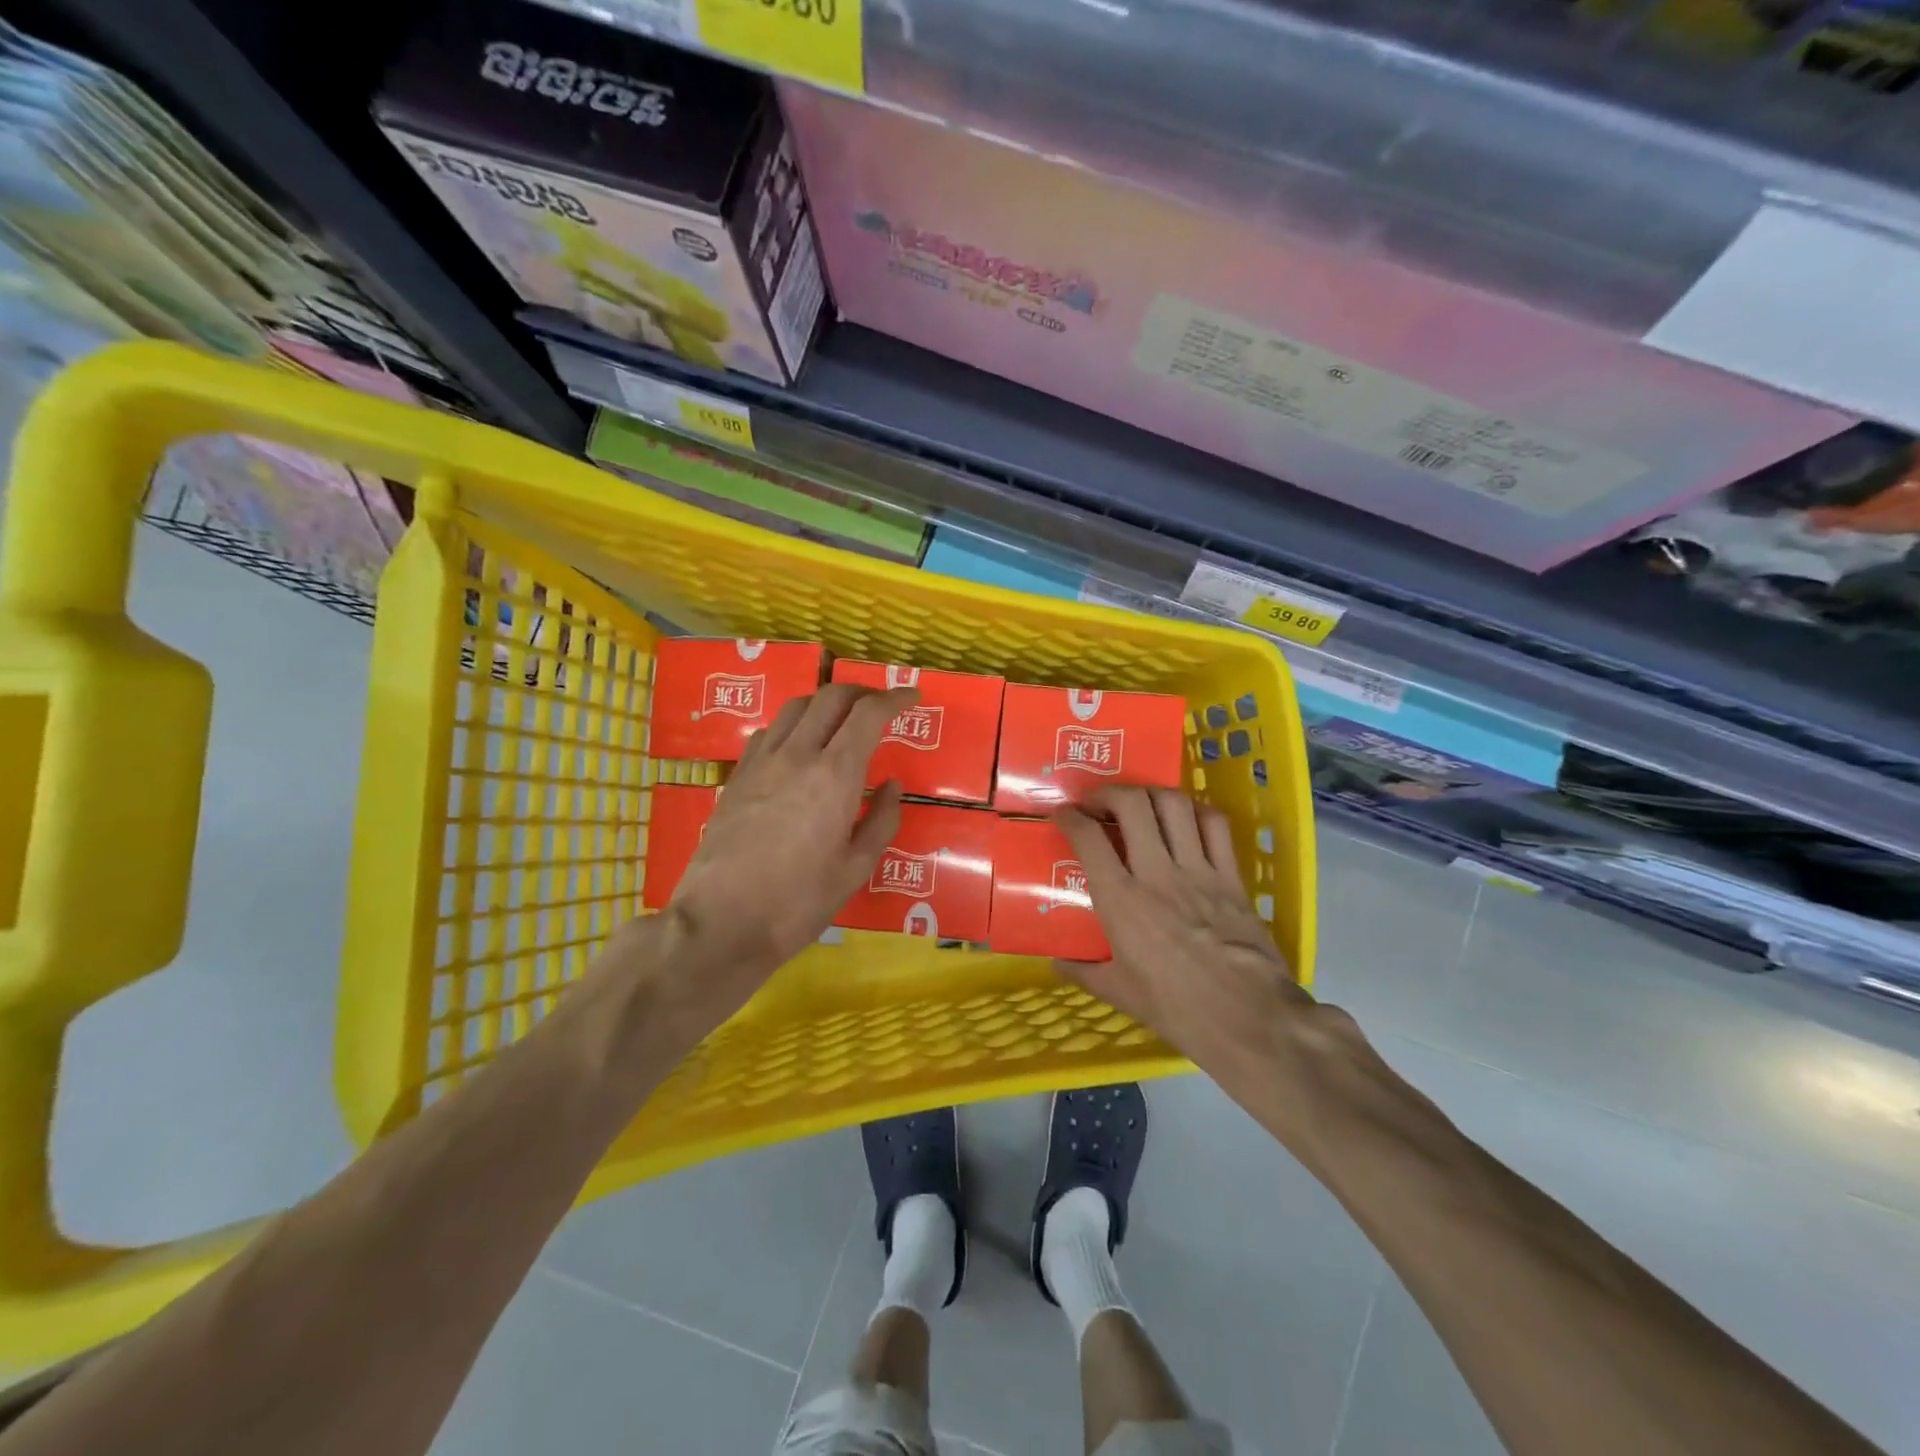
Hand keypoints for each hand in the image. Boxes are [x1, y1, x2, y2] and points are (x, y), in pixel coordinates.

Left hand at [666, 681, 913, 987]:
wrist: (721, 923)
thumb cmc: (798, 903)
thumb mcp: (855, 869)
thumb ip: (882, 821)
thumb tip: (892, 785)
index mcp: (835, 776)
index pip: (868, 714)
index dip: (894, 698)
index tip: (911, 697)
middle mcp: (798, 755)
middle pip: (831, 697)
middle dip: (862, 691)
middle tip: (881, 705)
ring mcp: (761, 762)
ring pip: (796, 707)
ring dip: (825, 703)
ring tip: (841, 720)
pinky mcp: (737, 776)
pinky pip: (769, 731)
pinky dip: (794, 724)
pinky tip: (799, 746)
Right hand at [1054, 786, 1317, 1094]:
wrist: (1249, 1018)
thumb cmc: (1177, 1008)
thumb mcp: (1120, 993)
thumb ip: (1084, 972)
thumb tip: (1057, 963)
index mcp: (1121, 900)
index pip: (1088, 838)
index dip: (1069, 817)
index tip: (1062, 815)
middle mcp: (1157, 873)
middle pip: (1132, 805)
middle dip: (1108, 792)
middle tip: (1098, 803)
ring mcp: (1198, 870)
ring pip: (1174, 805)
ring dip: (1150, 794)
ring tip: (1139, 804)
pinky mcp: (1231, 876)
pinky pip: (1216, 825)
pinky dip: (1197, 811)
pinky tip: (1186, 819)